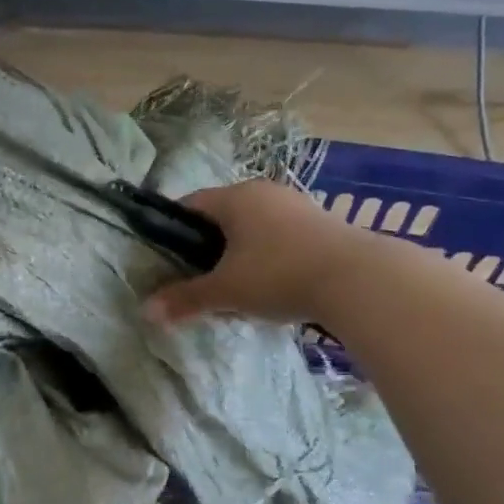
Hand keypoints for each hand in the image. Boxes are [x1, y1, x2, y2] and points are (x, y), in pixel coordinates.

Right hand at [143, 180, 354, 325]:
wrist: (358, 279)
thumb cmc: (278, 275)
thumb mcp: (226, 291)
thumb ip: (185, 299)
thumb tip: (145, 311)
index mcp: (235, 197)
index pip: (190, 204)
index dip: (174, 231)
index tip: (170, 260)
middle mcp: (264, 192)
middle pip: (223, 216)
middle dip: (209, 246)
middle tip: (202, 280)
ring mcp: (297, 205)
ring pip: (254, 227)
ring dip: (241, 253)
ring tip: (239, 288)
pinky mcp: (322, 224)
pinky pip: (281, 236)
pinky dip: (270, 256)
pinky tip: (275, 285)